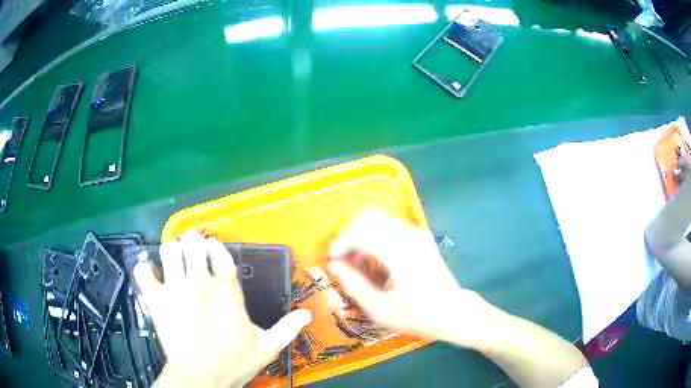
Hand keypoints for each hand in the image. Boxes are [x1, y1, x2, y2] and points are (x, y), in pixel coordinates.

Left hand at [134, 231, 310, 387]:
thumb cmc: (233, 362)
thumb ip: (287, 328)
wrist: (201, 378)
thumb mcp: (267, 347)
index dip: (214, 246)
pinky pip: (143, 272)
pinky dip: (144, 271)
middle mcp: (199, 281)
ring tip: (172, 263)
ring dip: (170, 253)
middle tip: (191, 253)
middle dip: (191, 243)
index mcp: (227, 289)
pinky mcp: (155, 299)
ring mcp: (175, 289)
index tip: (212, 250)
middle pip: (191, 241)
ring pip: (168, 249)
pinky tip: (150, 277)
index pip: (219, 251)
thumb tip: (307, 315)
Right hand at [327, 208, 493, 347]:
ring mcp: (417, 233)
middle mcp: (408, 234)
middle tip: (345, 259)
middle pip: (369, 216)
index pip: (360, 235)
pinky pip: (392, 226)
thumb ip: (355, 286)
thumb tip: (335, 267)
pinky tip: (378, 260)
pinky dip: (377, 236)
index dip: (340, 245)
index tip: (331, 261)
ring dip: (364, 235)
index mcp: (398, 251)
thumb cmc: (418, 315)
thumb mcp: (381, 309)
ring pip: (380, 219)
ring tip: (361, 263)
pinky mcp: (421, 237)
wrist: (453, 311)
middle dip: (351, 234)